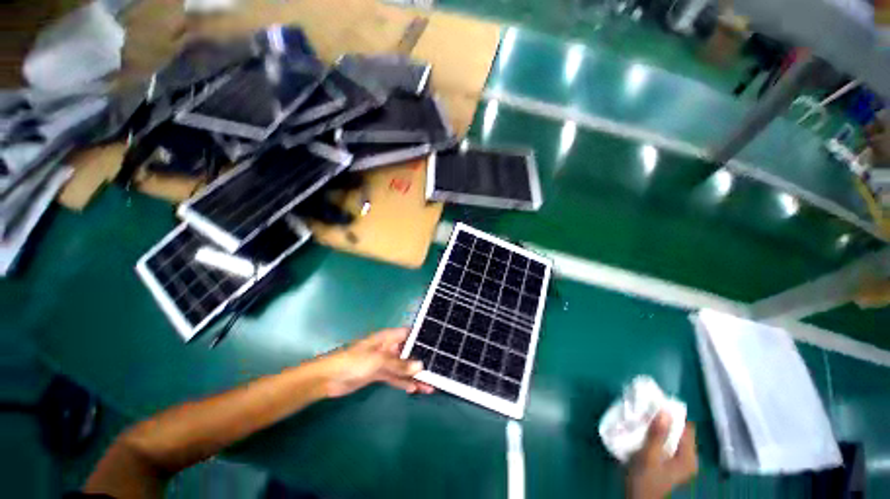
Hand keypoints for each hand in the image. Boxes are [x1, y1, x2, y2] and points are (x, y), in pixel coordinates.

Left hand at [316, 328, 434, 397]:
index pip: (409, 334)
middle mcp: (388, 347)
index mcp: (388, 337)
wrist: (329, 379)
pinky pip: (395, 378)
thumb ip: (400, 364)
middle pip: (408, 352)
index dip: (422, 338)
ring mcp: (383, 362)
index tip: (437, 345)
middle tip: (437, 370)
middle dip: (421, 361)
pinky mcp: (378, 374)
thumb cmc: (354, 362)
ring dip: (414, 376)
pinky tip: (414, 389)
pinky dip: (404, 383)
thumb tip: (421, 366)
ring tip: (430, 385)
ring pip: (403, 367)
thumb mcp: (378, 361)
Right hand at [626, 411, 697, 498]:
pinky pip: (665, 441)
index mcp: (689, 458)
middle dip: (663, 419)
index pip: (687, 428)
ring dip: (657, 426)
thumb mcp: (648, 456)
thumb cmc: (644, 479)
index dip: (673, 415)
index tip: (655, 404)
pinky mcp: (668, 461)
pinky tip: (642, 430)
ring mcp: (678, 460)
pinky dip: (655, 433)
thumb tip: (663, 411)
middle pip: (678, 431)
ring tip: (642, 417)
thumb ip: (657, 435)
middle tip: (645, 409)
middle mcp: (687, 458)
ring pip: (670, 435)